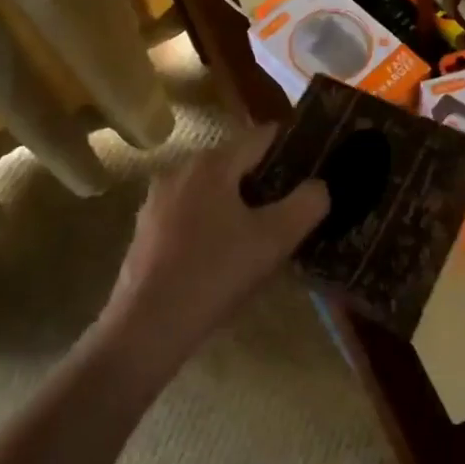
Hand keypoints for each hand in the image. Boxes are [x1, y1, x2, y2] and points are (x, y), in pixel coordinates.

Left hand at [99, 125, 328, 371]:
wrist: (148, 325)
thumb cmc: (216, 273)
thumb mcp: (275, 240)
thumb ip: (306, 204)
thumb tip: (318, 186)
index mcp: (212, 164)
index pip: (261, 137)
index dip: (291, 145)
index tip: (313, 162)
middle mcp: (181, 170)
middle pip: (234, 161)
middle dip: (265, 176)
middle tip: (292, 202)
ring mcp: (157, 200)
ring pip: (210, 188)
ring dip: (237, 201)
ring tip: (260, 229)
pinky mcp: (146, 229)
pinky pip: (189, 212)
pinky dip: (211, 220)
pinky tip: (222, 252)